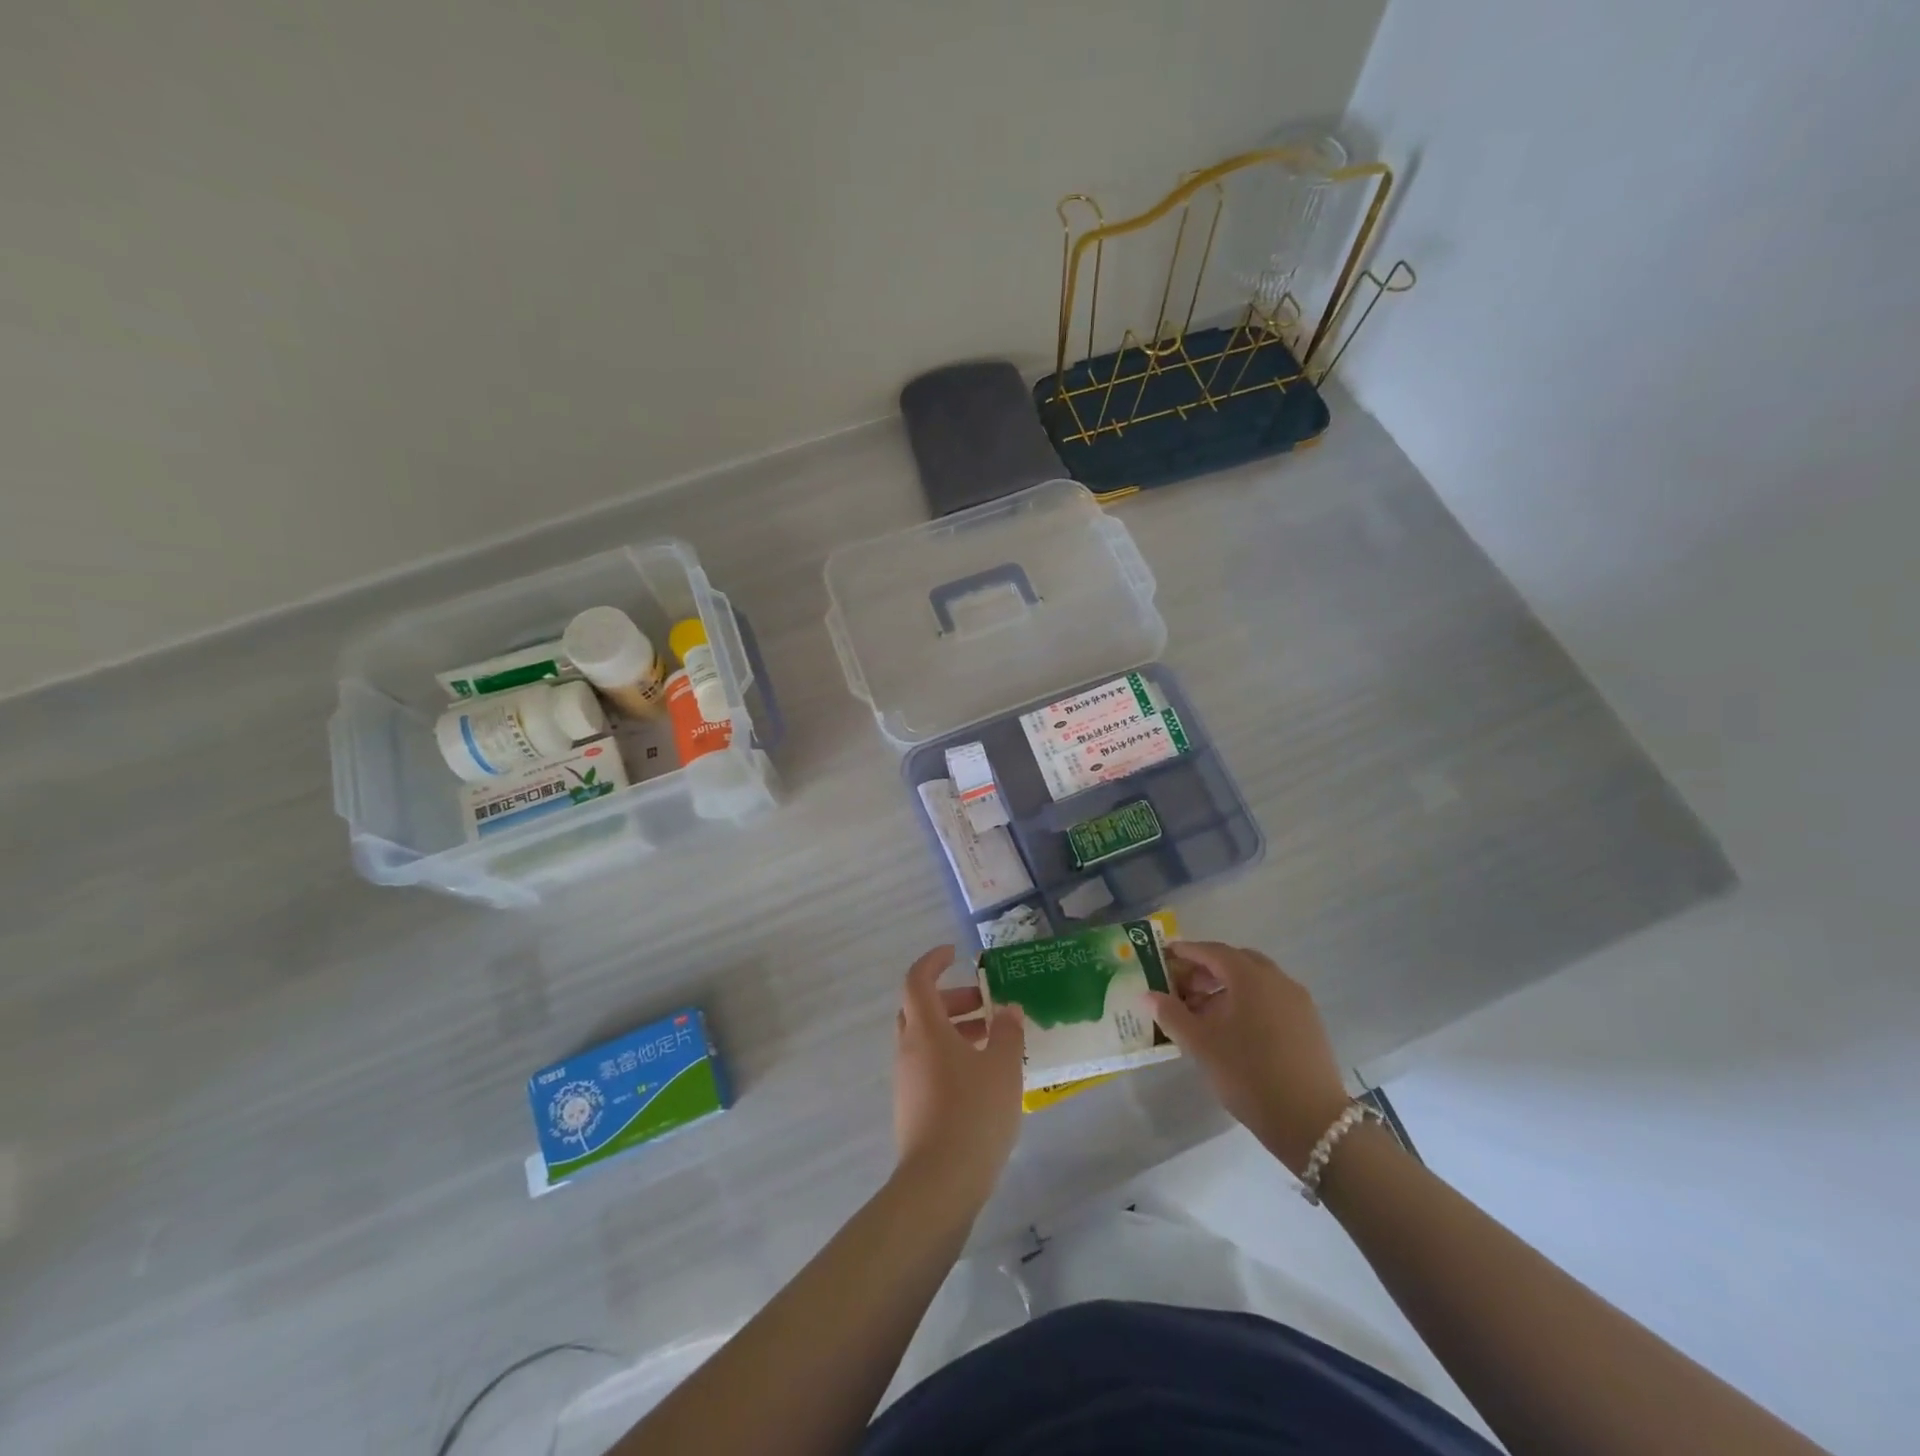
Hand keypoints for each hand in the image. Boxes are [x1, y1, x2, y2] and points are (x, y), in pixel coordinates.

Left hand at [893, 945, 1025, 1210]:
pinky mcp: (911, 1107)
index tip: (955, 954)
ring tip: (993, 1042)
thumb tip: (1008, 1010)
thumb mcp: (1002, 1067)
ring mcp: (906, 1080)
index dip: (934, 962)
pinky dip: (951, 1057)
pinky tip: (982, 1078)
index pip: (917, 980)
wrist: (940, 1183)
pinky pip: (929, 1066)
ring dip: (955, 1030)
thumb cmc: (973, 1113)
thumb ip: (1007, 1033)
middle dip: (952, 999)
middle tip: (986, 1005)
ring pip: (926, 1040)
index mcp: (925, 1029)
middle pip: (921, 1009)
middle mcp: (909, 1048)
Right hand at [1146, 941, 1350, 1175]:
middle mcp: (1277, 980)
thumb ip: (1171, 1014)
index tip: (1166, 956)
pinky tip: (1234, 1030)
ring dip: (1227, 988)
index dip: (1187, 952)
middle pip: (1236, 962)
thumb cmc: (1248, 1073)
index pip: (1212, 951)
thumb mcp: (1200, 1044)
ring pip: (1256, 981)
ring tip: (1204, 1013)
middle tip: (1182, 987)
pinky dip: (1248, 1002)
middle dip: (1207, 970)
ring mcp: (1297, 1001)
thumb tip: (1148, 994)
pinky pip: (1271, 999)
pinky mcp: (1309, 1024)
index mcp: (1250, 977)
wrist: (1310, 1121)